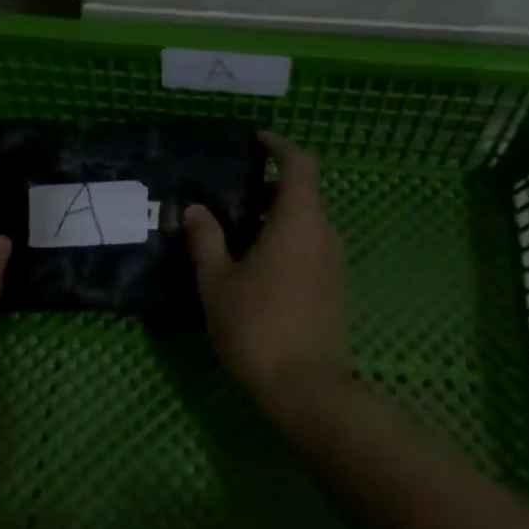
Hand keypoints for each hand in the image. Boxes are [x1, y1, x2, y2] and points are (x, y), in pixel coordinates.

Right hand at [184, 131, 350, 414]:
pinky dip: (285, 238)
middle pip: (304, 192)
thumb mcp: (218, 280)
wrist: (305, 388)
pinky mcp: (333, 286)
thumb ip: (206, 239)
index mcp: (299, 221)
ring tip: (237, 226)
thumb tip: (196, 209)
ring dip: (277, 214)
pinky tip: (254, 261)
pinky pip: (310, 245)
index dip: (279, 146)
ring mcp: (333, 262)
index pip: (300, 164)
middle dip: (272, 184)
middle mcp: (324, 233)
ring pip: (307, 221)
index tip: (256, 140)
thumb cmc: (257, 325)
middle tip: (234, 189)